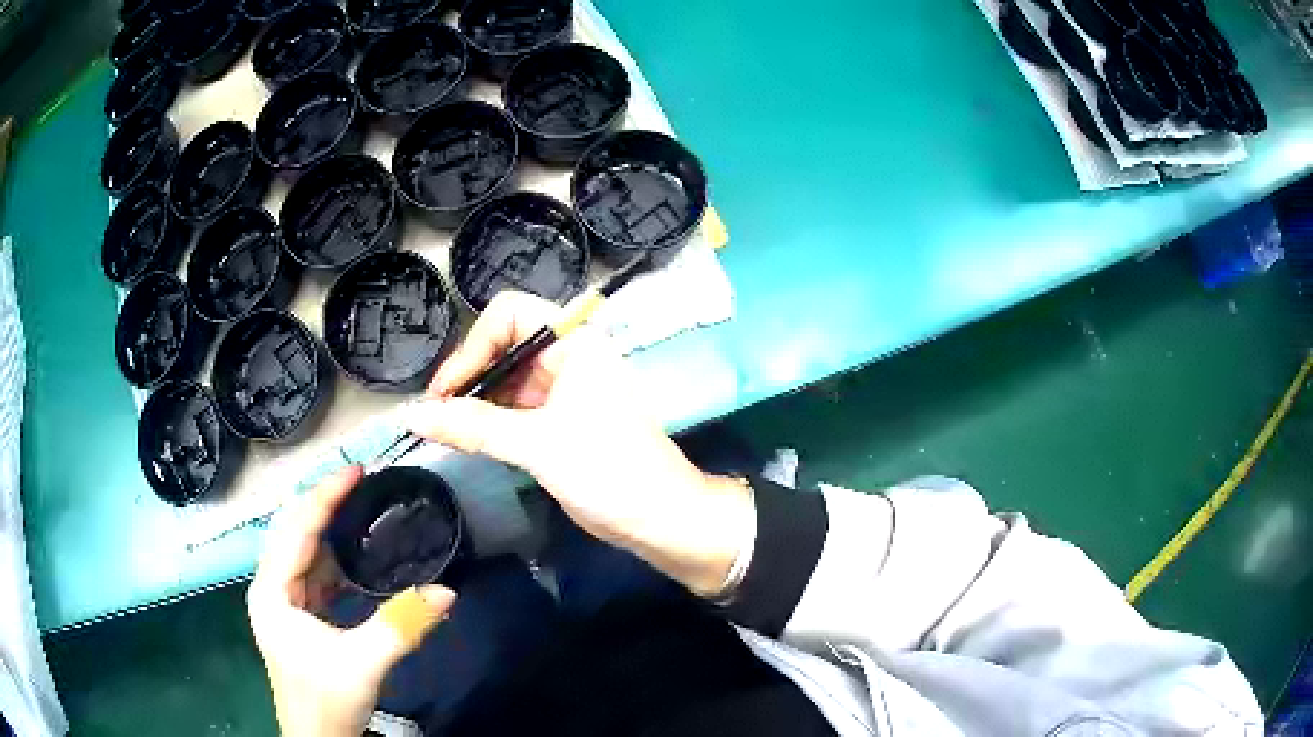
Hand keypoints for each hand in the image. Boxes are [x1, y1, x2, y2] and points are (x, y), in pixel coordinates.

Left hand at [247, 466, 456, 736]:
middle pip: (294, 532)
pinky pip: (315, 575)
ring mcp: (283, 602)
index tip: (357, 471)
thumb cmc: (326, 700)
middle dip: (324, 505)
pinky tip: (356, 555)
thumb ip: (402, 625)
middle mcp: (270, 588)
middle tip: (361, 483)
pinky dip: (335, 560)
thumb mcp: (364, 663)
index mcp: (272, 590)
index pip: (296, 529)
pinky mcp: (298, 616)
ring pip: (304, 552)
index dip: (324, 496)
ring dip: (329, 530)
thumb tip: (447, 592)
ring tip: (359, 507)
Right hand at [405, 291, 754, 597]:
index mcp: (575, 343)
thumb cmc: (608, 469)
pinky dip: (487, 421)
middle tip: (436, 412)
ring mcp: (563, 391)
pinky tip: (463, 439)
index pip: (510, 314)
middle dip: (468, 375)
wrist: (659, 518)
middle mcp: (567, 358)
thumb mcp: (536, 444)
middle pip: (502, 345)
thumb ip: (472, 426)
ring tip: (443, 429)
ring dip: (473, 401)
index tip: (448, 390)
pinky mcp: (557, 422)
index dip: (474, 344)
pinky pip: (512, 409)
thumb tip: (412, 415)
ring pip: (504, 380)